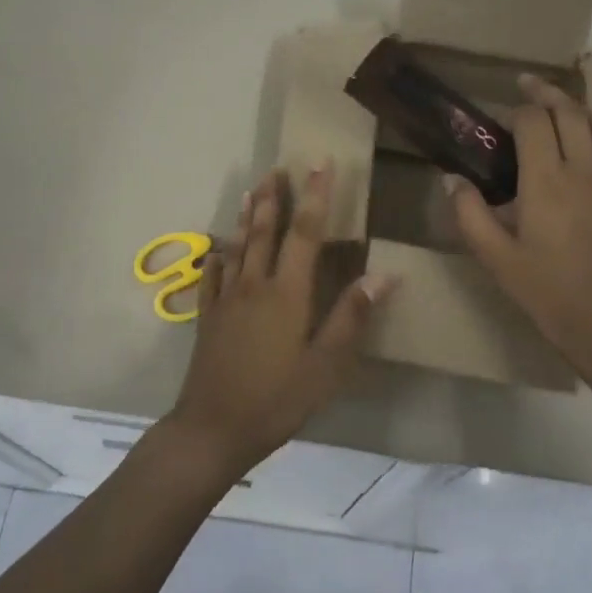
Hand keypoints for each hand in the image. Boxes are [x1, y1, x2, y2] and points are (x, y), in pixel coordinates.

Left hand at [168, 164, 395, 478]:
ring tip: (250, 191)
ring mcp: (226, 299)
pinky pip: (213, 276)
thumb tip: (383, 274)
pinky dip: (218, 256)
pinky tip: (218, 249)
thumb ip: (352, 317)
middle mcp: (254, 285)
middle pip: (264, 230)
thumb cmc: (277, 398)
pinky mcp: (208, 317)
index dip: (315, 196)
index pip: (305, 233)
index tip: (320, 164)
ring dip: (245, 216)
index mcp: (287, 292)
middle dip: (273, 197)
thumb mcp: (326, 365)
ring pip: (237, 246)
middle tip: (277, 167)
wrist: (214, 427)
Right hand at [445, 76, 591, 382]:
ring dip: (578, 109)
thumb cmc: (546, 291)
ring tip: (559, 107)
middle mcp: (583, 170)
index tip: (503, 114)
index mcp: (546, 181)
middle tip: (527, 86)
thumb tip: (452, 179)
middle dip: (547, 93)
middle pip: (569, 112)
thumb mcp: (495, 257)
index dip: (517, 110)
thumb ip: (470, 214)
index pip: (533, 123)